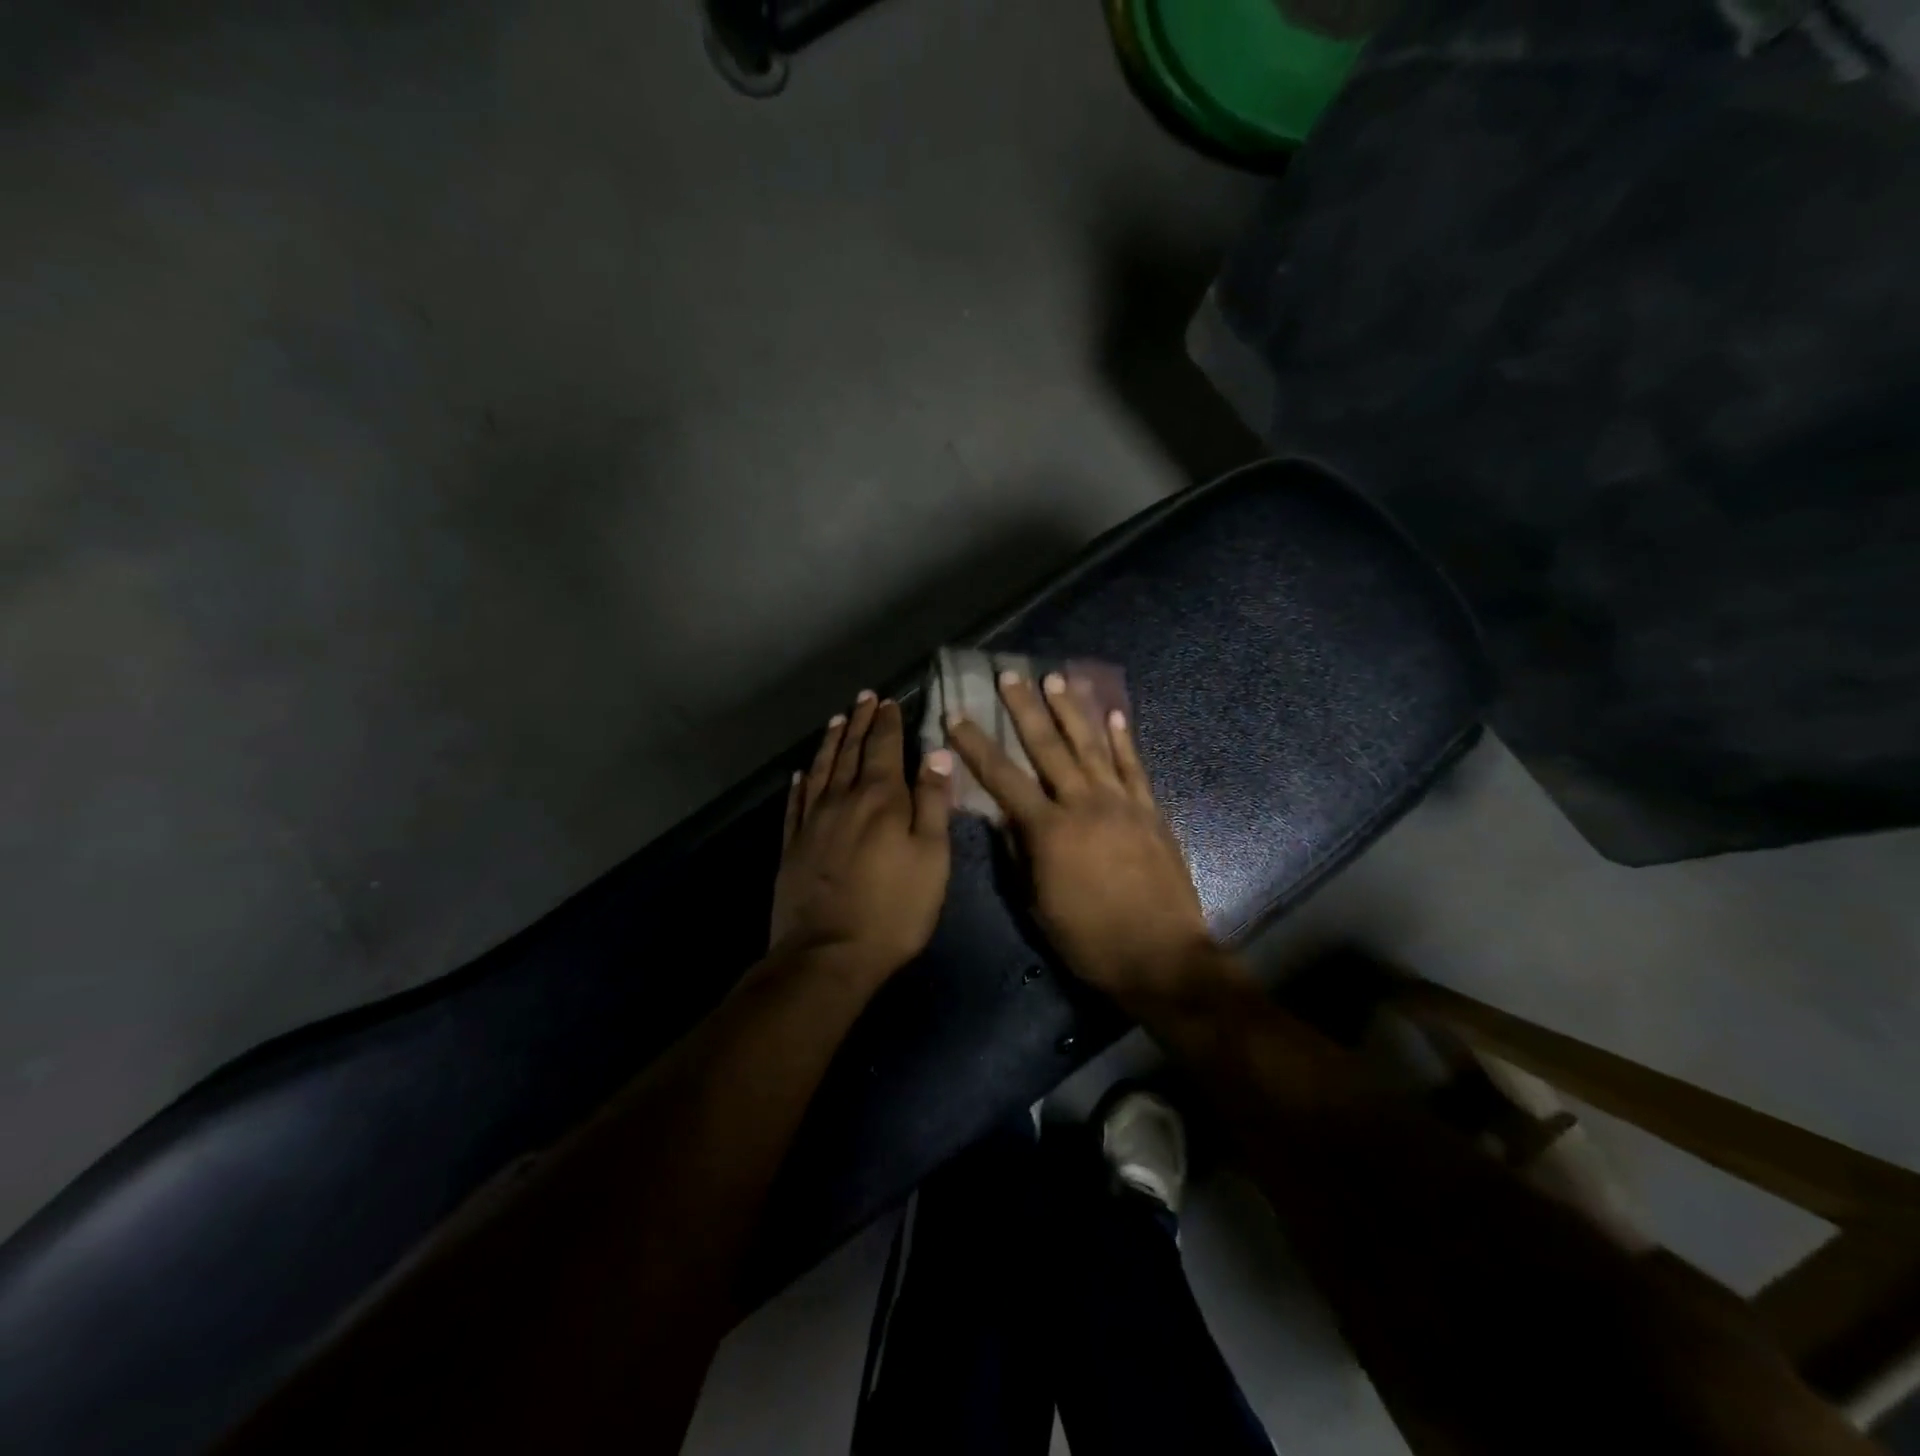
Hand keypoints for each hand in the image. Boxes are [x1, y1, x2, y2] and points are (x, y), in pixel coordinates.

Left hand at [770, 692, 954, 980]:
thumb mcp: (931, 858)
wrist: (828, 953)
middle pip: (851, 751)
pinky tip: (801, 773)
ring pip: (821, 769)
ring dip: (831, 743)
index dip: (887, 722)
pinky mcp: (793, 846)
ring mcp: (812, 822)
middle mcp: (843, 799)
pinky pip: (795, 803)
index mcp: (881, 799)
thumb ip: (933, 803)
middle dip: (860, 722)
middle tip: (863, 698)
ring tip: (837, 720)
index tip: (887, 700)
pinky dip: (800, 783)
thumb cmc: (894, 909)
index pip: (884, 748)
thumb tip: (936, 754)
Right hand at [946, 671, 1214, 1001]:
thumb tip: (1002, 817)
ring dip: (1071, 711)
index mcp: (1048, 830)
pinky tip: (1114, 714)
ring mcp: (1121, 803)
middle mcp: (1083, 804)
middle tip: (1010, 675)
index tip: (958, 716)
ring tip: (1056, 679)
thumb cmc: (1089, 939)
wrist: (1161, 956)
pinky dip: (1123, 739)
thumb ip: (1020, 854)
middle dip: (1025, 709)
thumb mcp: (1037, 904)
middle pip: (1048, 747)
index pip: (1003, 778)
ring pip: (1092, 746)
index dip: (977, 745)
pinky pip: (1134, 766)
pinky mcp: (1150, 811)